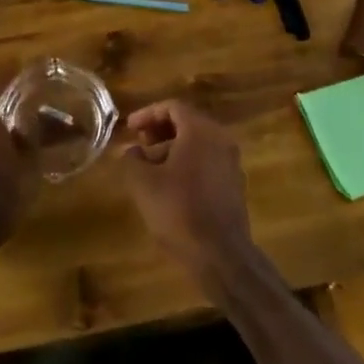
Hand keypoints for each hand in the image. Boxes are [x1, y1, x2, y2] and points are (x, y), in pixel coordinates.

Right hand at [119, 100, 254, 277]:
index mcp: (201, 131)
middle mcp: (221, 140)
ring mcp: (231, 163)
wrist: (220, 256)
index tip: (129, 128)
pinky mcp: (233, 185)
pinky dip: (186, 164)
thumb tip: (132, 152)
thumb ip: (131, 159)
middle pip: (187, 124)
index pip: (173, 107)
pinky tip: (168, 186)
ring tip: (148, 169)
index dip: (147, 114)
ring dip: (171, 149)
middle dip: (159, 131)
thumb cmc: (179, 210)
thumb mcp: (142, 183)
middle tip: (138, 144)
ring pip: (197, 144)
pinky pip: (206, 162)